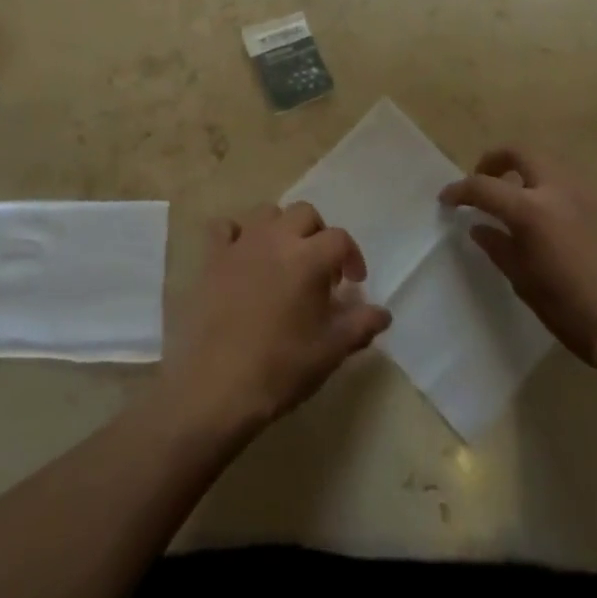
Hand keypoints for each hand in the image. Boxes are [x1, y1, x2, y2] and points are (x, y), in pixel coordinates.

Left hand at [161, 202, 391, 439]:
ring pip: (267, 213)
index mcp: (309, 257)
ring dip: (281, 229)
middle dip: (318, 235)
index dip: (352, 257)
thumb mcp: (331, 351)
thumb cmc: (281, 367)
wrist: (218, 384)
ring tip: (284, 260)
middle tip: (320, 269)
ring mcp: (241, 243)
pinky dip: (237, 234)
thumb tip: (383, 313)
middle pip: (305, 213)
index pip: (340, 239)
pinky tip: (243, 257)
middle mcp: (276, 238)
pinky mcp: (213, 255)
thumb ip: (361, 325)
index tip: (353, 283)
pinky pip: (225, 227)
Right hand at [439, 148, 596, 378]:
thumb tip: (480, 227)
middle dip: (498, 160)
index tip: (448, 199)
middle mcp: (562, 190)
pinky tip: (578, 235)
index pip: (484, 186)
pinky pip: (589, 198)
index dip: (460, 190)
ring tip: (534, 208)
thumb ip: (499, 248)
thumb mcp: (525, 284)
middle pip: (521, 153)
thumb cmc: (573, 312)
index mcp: (532, 209)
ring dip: (537, 180)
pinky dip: (572, 206)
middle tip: (489, 180)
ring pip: (558, 170)